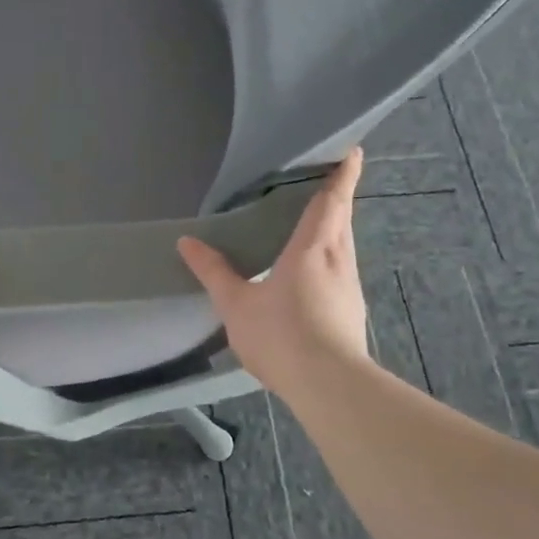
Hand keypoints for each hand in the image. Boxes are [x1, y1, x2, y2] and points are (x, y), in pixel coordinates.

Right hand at [177, 148, 369, 404]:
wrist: (329, 386)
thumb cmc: (281, 335)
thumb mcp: (236, 304)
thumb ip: (213, 271)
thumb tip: (187, 241)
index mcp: (312, 248)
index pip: (332, 201)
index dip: (342, 174)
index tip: (351, 152)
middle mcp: (338, 259)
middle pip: (342, 219)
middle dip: (337, 198)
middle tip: (324, 181)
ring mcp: (349, 287)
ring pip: (345, 246)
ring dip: (335, 228)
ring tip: (315, 224)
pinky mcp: (351, 311)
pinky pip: (342, 270)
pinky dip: (332, 257)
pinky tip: (315, 273)